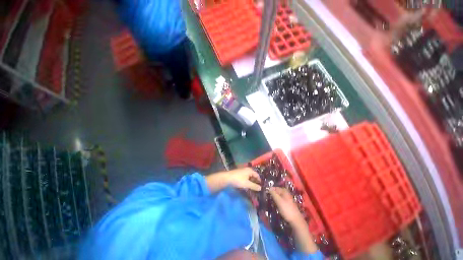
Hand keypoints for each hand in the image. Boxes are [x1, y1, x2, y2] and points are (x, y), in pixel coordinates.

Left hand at [206, 168, 260, 192]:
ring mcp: (242, 171)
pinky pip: (245, 177)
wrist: (227, 178)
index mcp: (250, 170)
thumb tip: (261, 188)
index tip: (262, 186)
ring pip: (249, 176)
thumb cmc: (238, 180)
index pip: (257, 175)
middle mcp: (246, 169)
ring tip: (253, 187)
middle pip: (253, 175)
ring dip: (251, 181)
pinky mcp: (239, 173)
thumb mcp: (247, 184)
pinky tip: (246, 185)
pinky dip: (247, 181)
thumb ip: (254, 186)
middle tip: (258, 188)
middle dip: (255, 181)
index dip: (259, 180)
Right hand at [269, 187, 303, 223]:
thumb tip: (268, 188)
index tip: (265, 194)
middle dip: (271, 194)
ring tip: (269, 202)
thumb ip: (273, 193)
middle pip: (276, 192)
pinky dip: (277, 202)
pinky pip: (280, 200)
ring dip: (274, 198)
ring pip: (278, 196)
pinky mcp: (287, 204)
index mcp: (284, 190)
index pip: (274, 188)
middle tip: (266, 198)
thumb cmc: (286, 209)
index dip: (269, 190)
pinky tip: (274, 205)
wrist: (296, 220)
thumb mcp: (278, 200)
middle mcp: (286, 193)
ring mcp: (287, 198)